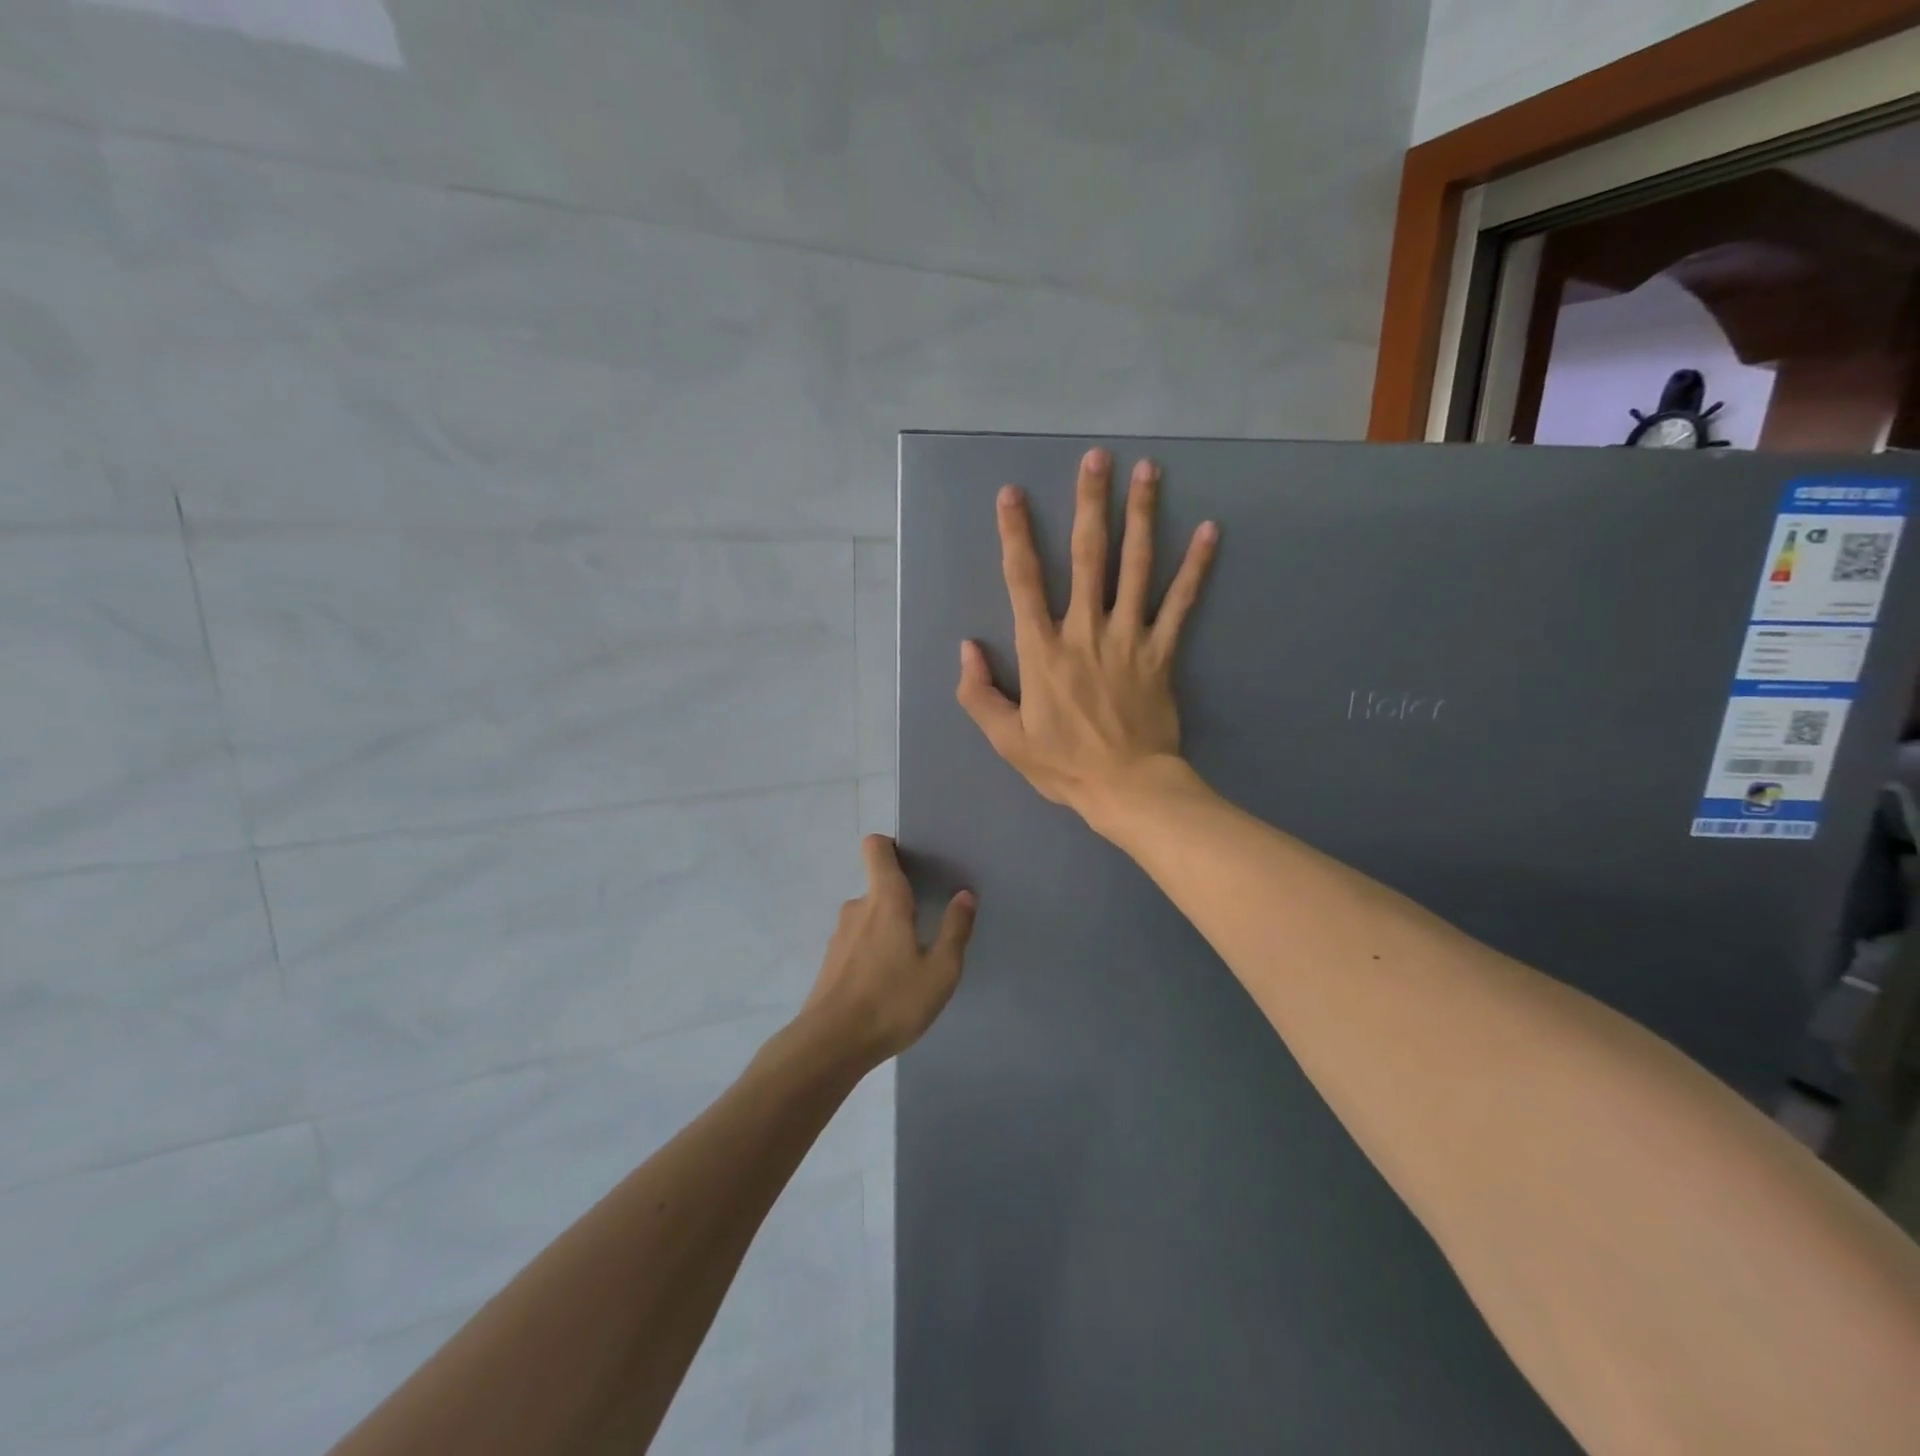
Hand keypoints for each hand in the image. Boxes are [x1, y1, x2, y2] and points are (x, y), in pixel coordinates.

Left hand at [800, 835, 977, 1065]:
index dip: (892, 847)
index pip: (876, 848)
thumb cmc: (892, 1002)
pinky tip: (887, 984)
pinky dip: (873, 952)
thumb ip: (955, 929)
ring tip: (910, 962)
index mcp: (885, 899)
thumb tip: (964, 895)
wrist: (830, 1045)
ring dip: (887, 930)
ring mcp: (840, 935)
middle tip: (927, 925)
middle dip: (902, 900)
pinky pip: (858, 942)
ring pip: (869, 917)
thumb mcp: (940, 971)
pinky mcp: (831, 961)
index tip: (915, 865)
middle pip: (879, 886)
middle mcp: (858, 907)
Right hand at [955, 447, 1217, 819]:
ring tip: (1148, 471)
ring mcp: (1129, 638)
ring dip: (1142, 516)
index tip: (1012, 494)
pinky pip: (1181, 603)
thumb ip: (979, 693)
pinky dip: (1196, 567)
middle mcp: (1085, 631)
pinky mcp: (1162, 652)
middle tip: (1096, 458)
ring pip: (1136, 566)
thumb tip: (968, 647)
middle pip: (1087, 556)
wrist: (1127, 787)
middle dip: (1089, 503)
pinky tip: (1211, 530)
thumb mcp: (1006, 739)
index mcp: (1043, 650)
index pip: (1024, 581)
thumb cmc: (1063, 764)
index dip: (1015, 534)